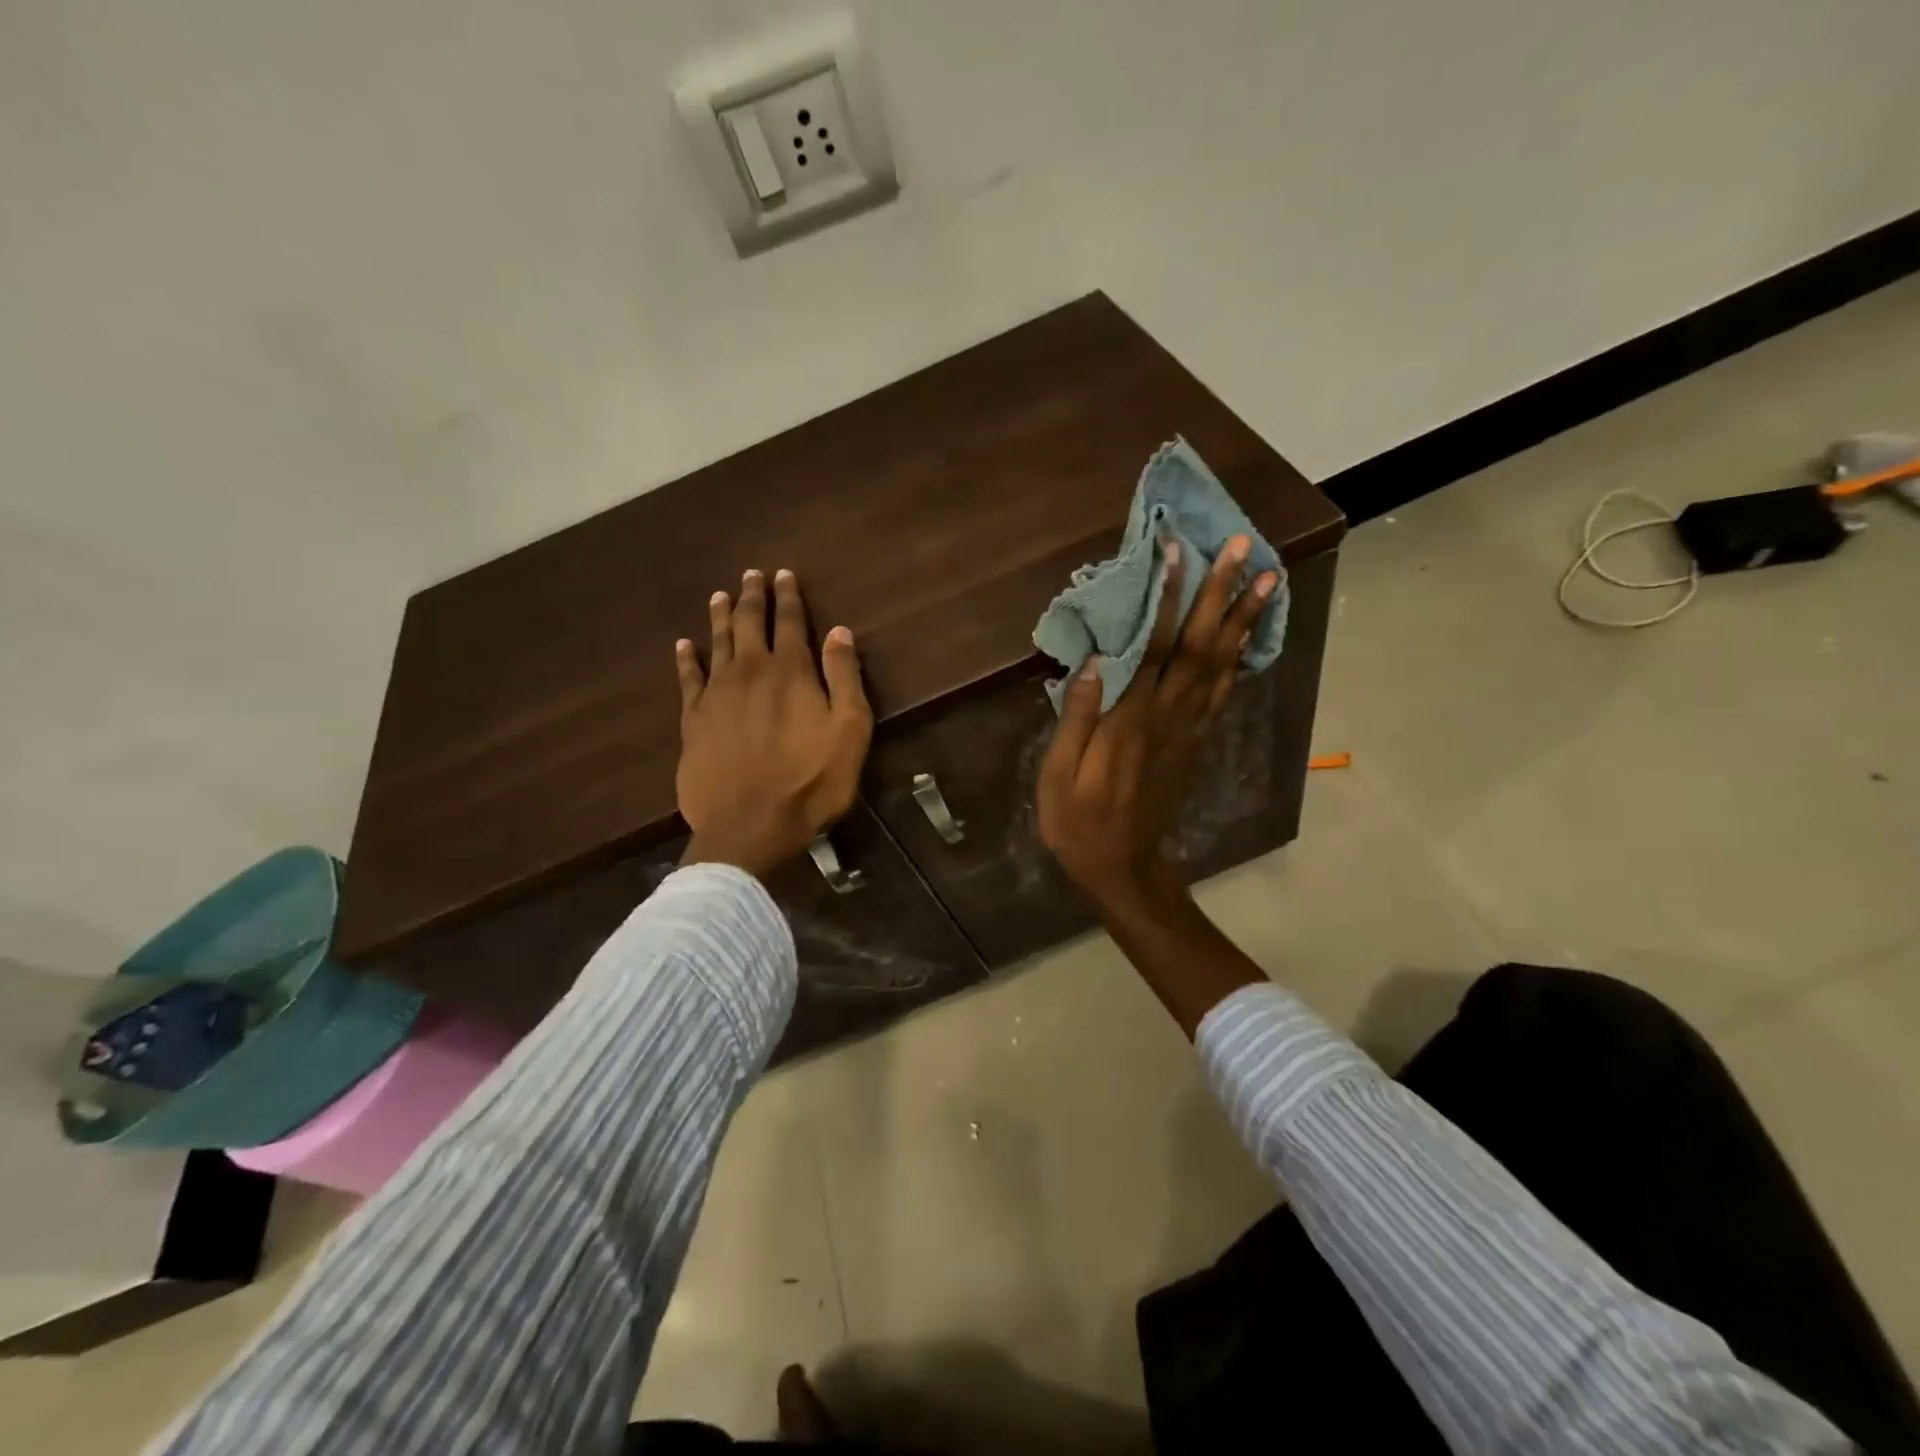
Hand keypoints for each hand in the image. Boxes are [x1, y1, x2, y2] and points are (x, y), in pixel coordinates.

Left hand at [675, 568, 872, 879]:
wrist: (750, 825)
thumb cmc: (811, 780)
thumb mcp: (849, 730)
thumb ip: (844, 678)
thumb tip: (839, 631)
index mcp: (791, 672)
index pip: (791, 622)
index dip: (788, 597)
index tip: (784, 574)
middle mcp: (751, 672)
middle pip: (750, 624)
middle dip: (753, 596)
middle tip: (750, 574)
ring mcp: (717, 695)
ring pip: (718, 644)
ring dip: (721, 617)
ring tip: (719, 595)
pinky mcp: (693, 721)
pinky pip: (687, 679)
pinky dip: (686, 659)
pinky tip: (683, 645)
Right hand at [1037, 535, 1277, 909]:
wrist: (1123, 866)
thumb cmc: (1079, 821)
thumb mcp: (1059, 774)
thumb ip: (1078, 716)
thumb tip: (1093, 660)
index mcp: (1132, 720)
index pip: (1154, 647)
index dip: (1169, 597)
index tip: (1179, 552)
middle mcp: (1169, 716)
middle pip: (1200, 646)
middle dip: (1222, 593)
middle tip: (1245, 548)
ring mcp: (1189, 729)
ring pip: (1221, 664)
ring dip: (1244, 619)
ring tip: (1268, 578)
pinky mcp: (1197, 741)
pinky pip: (1223, 692)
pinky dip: (1240, 658)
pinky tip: (1249, 635)